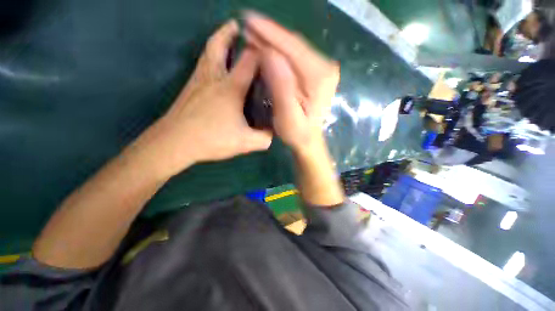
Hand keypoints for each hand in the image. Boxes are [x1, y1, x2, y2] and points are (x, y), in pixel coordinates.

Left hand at [137, 20, 272, 177]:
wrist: (175, 142)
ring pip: (207, 53)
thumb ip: (263, 138)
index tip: (268, 48)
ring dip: (217, 42)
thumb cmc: (212, 139)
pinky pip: (202, 65)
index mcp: (231, 87)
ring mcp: (198, 81)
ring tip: (227, 40)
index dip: (260, 51)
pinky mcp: (189, 88)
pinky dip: (210, 58)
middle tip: (237, 26)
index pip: (249, 60)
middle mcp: (214, 77)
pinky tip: (216, 68)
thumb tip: (272, 133)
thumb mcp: (245, 143)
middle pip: (219, 45)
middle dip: (229, 32)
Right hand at [244, 12, 339, 153]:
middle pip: (294, 45)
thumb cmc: (297, 133)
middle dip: (269, 35)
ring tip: (252, 34)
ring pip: (293, 49)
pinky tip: (266, 48)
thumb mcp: (287, 116)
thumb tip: (268, 54)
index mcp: (320, 77)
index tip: (249, 20)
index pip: (293, 48)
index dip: (270, 33)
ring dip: (272, 41)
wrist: (309, 139)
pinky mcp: (315, 73)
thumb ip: (281, 87)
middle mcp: (325, 68)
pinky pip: (294, 57)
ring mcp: (321, 69)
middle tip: (246, 25)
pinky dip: (279, 51)